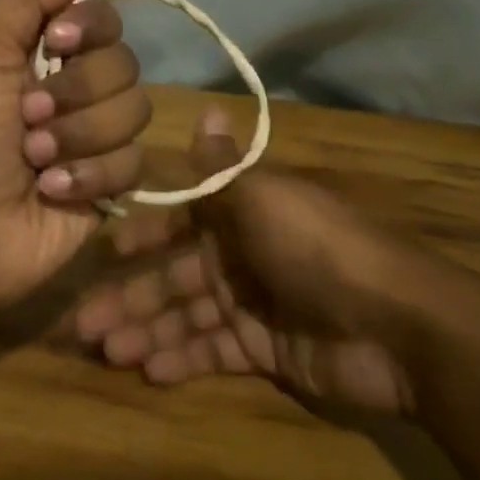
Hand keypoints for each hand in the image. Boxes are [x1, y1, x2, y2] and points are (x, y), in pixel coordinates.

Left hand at [0, 0, 150, 310]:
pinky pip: (133, 162)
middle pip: (126, 64)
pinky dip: (87, 175)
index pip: (105, 18)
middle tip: (27, 117)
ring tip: (35, 159)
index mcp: (47, 54)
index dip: (91, 27)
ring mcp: (98, 138)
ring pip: (135, 112)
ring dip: (78, 135)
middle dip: (75, 92)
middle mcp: (78, 90)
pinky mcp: (112, 184)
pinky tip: (51, 189)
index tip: (56, 43)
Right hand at [71, 110, 416, 412]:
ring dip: (146, 332)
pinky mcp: (264, 350)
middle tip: (82, 324)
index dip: (142, 235)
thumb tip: (205, 108)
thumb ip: (223, 167)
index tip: (102, 253)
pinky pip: (212, 352)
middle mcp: (241, 255)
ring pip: (185, 317)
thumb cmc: (319, 249)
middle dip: (130, 297)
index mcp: (242, 214)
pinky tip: (148, 371)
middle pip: (174, 276)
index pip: (179, 220)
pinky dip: (181, 360)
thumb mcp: (264, 198)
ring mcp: (252, 305)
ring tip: (107, 352)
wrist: (397, 325)